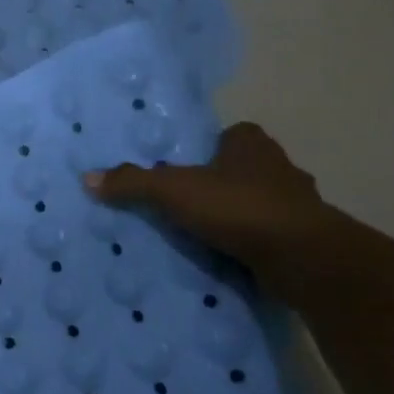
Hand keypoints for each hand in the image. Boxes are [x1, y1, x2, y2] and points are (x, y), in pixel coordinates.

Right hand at [82, 122, 337, 294]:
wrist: (304, 258)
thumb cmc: (238, 207)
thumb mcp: (172, 190)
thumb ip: (131, 182)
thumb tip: (87, 177)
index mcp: (252, 145)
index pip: (233, 134)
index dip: (212, 146)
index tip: (188, 165)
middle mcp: (281, 168)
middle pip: (246, 168)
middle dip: (223, 181)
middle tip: (188, 199)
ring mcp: (299, 206)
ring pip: (262, 202)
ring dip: (240, 214)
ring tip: (205, 232)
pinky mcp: (306, 240)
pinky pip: (271, 235)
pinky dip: (253, 243)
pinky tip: (230, 256)